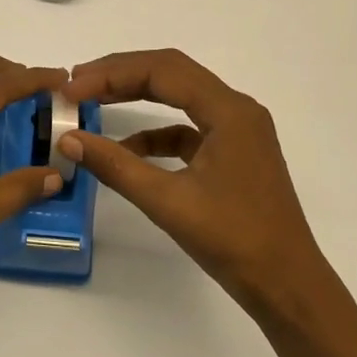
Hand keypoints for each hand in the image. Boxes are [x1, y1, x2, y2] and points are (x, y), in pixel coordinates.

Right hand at [60, 49, 328, 307]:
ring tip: (94, 101)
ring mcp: (237, 131)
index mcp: (229, 111)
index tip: (72, 88)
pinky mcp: (232, 153)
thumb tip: (68, 139)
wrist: (288, 286)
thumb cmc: (234, 240)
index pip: (162, 70)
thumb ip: (116, 166)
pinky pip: (187, 126)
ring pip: (179, 95)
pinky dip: (155, 130)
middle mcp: (236, 109)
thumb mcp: (168, 202)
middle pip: (171, 73)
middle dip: (121, 74)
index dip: (112, 74)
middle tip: (77, 83)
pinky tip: (126, 146)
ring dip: (136, 95)